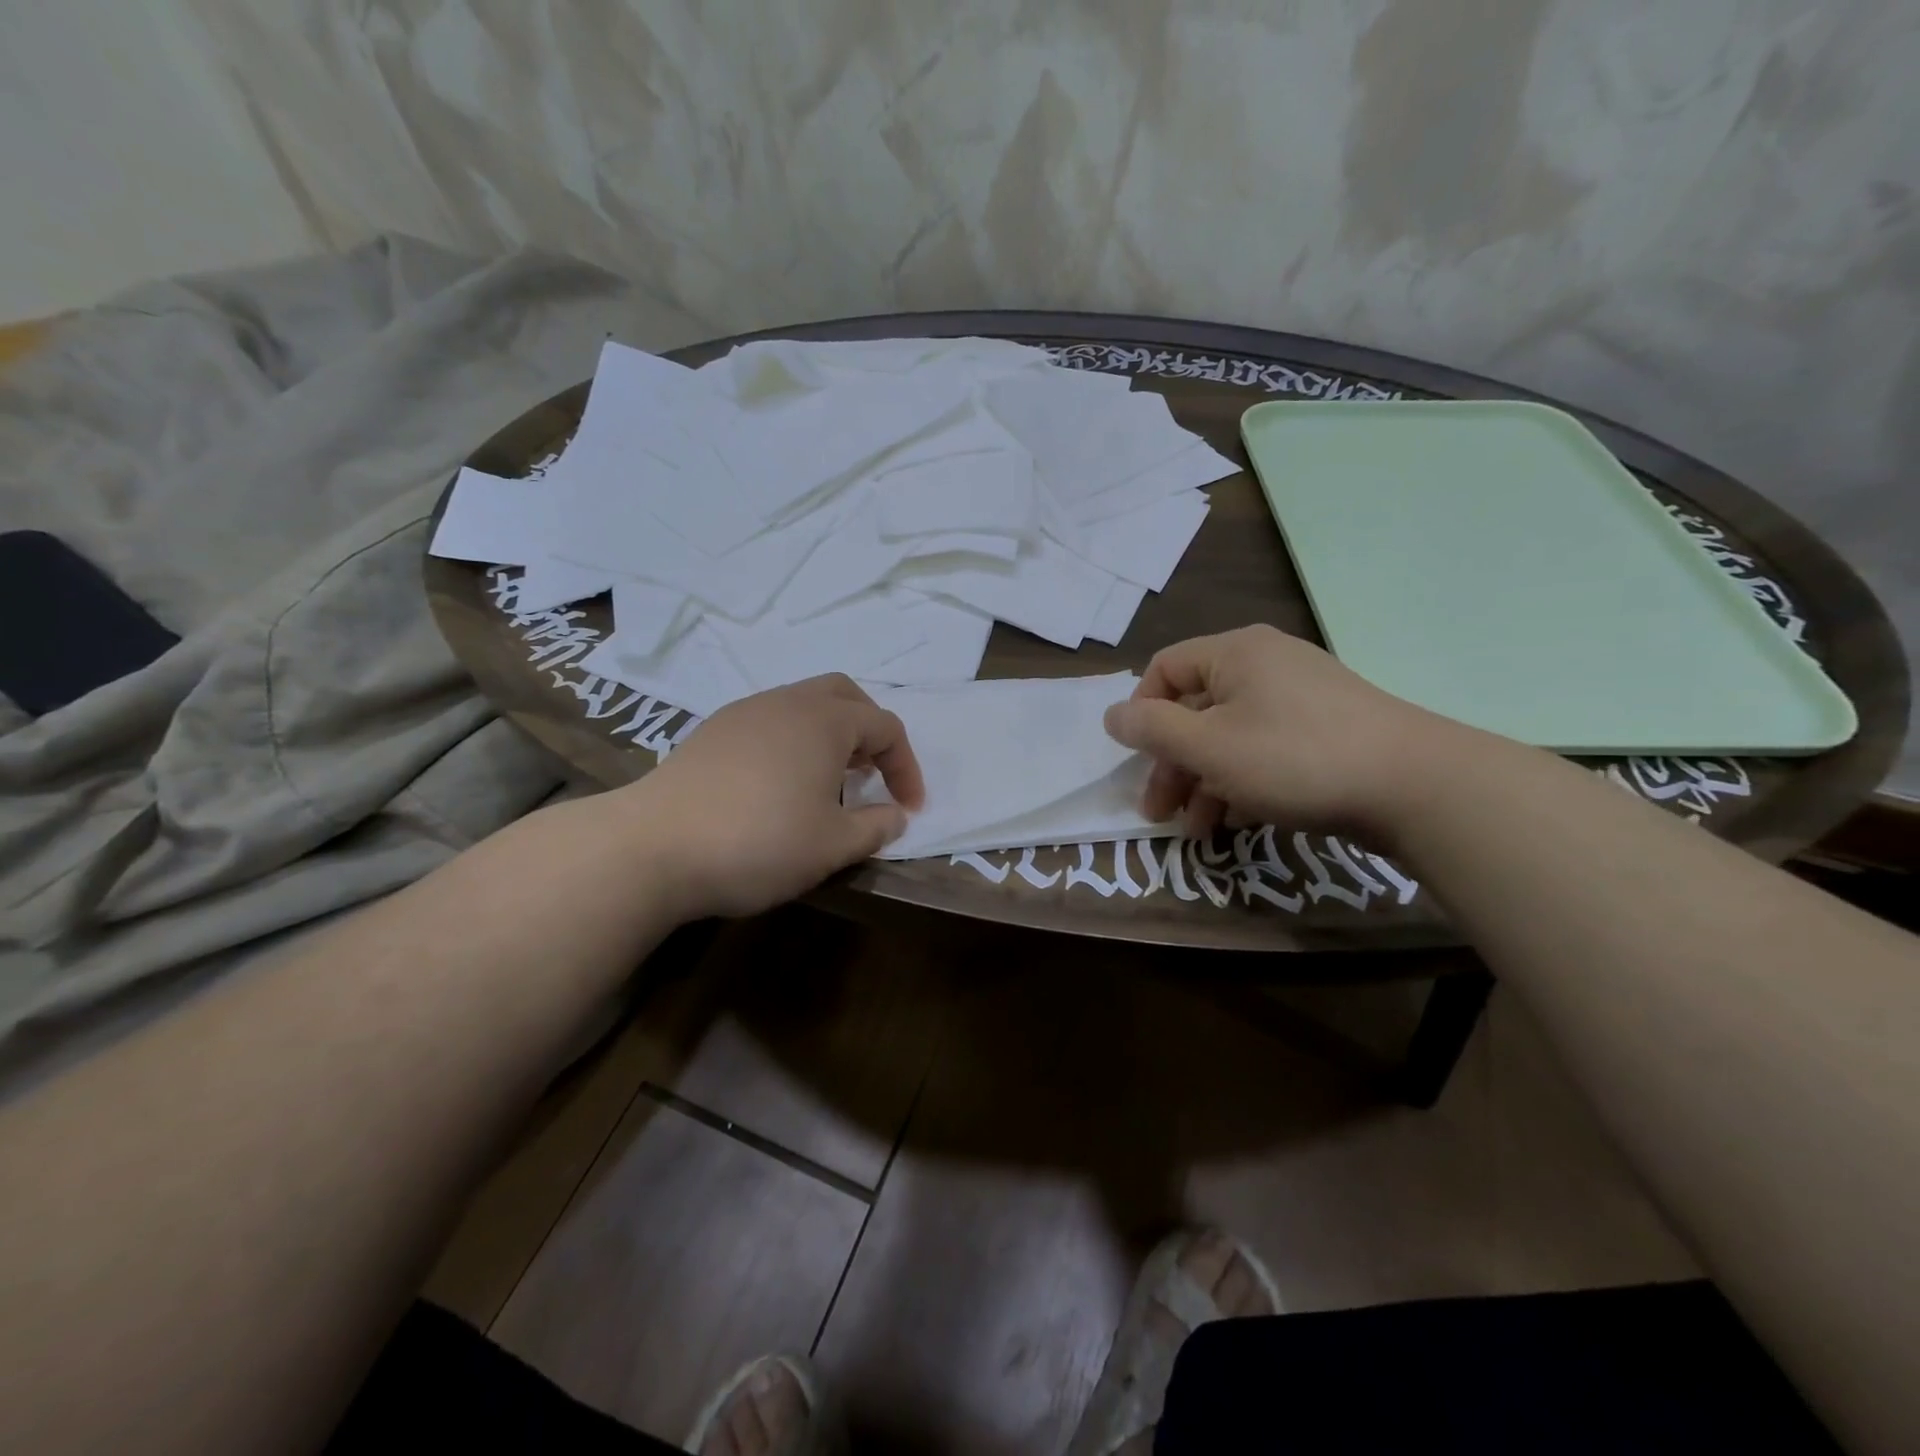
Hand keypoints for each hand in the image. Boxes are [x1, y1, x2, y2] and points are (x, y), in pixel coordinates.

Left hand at [620, 675, 924, 919]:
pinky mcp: (712, 731)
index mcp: (825, 721)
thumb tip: (896, 815)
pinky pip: (769, 721)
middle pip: (844, 696)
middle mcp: (787, 702)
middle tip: (872, 773)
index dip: (907, 767)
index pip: (886, 727)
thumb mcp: (832, 846)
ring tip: (829, 781)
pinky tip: (779, 784)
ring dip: (829, 734)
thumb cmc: (759, 842)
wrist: (653, 847)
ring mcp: (744, 712)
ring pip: (803, 705)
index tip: (909, 808)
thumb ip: (876, 827)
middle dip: (869, 730)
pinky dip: (792, 741)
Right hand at [1102, 624, 1460, 840]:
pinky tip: (1237, 820)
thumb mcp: (1208, 746)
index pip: (1165, 668)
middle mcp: (1266, 664)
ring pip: (1230, 735)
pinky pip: (1265, 749)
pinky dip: (1243, 781)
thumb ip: (1152, 729)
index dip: (1141, 713)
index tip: (1136, 759)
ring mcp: (1301, 697)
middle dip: (1171, 764)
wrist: (1416, 786)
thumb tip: (1111, 714)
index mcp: (1235, 653)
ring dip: (1203, 782)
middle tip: (1158, 812)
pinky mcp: (1326, 731)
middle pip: (1196, 709)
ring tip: (1197, 831)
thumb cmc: (1294, 758)